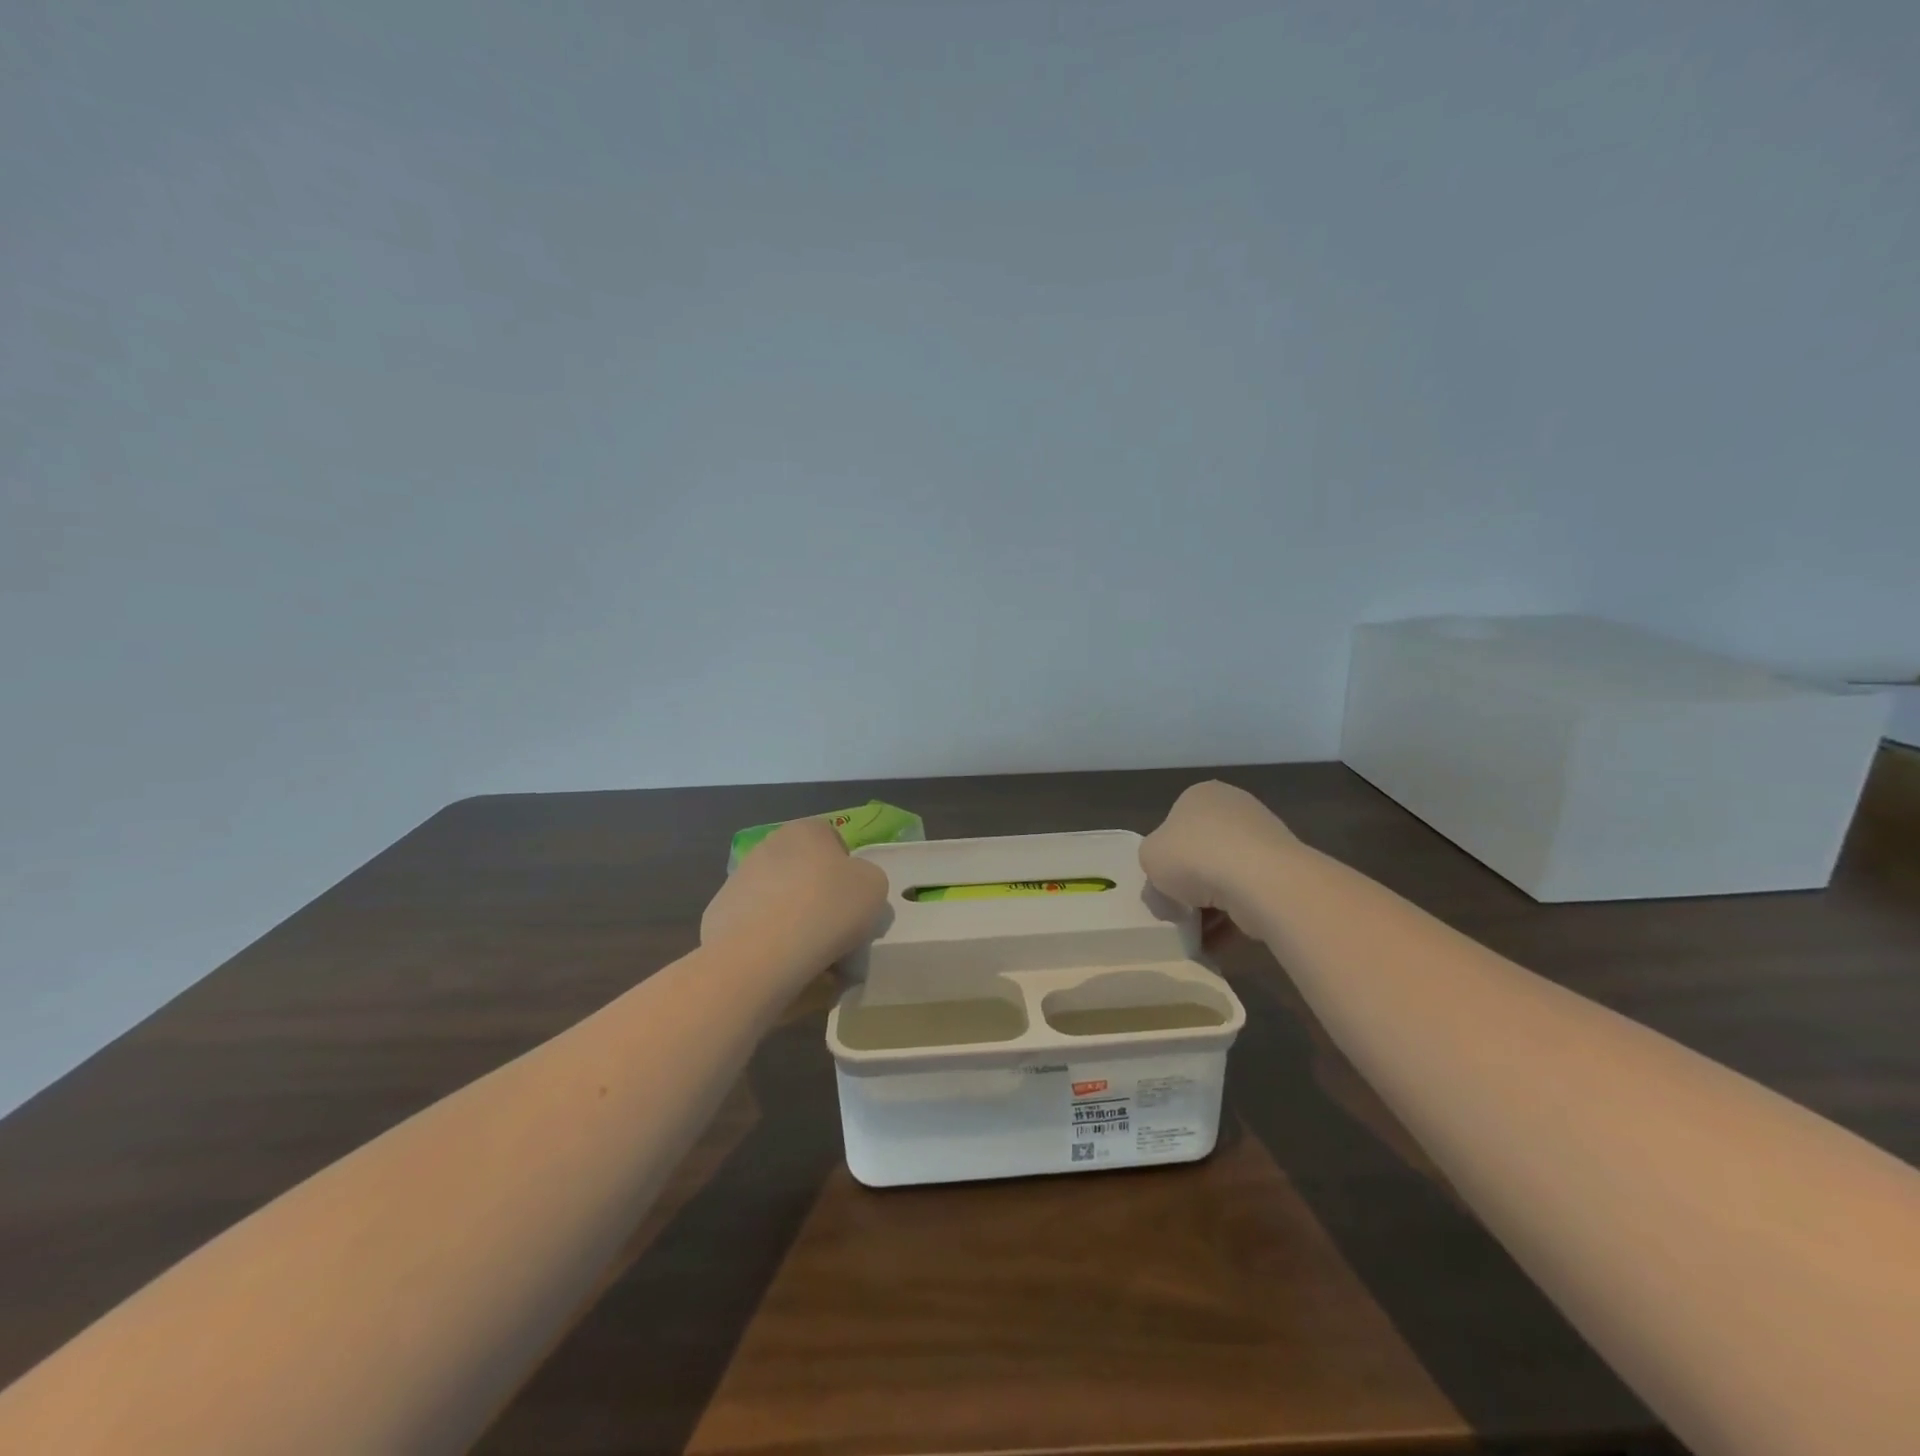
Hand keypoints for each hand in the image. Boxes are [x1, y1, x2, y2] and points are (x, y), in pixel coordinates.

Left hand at [701, 817, 888, 966]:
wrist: (761, 954)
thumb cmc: (827, 909)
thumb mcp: (874, 886)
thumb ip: (866, 878)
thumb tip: (851, 887)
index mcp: (806, 830)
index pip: (831, 839)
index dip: (846, 869)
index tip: (852, 900)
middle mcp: (768, 845)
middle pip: (802, 868)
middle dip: (815, 892)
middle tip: (833, 927)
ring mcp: (738, 879)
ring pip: (777, 896)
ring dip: (790, 916)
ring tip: (806, 952)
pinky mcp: (718, 914)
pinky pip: (754, 924)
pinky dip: (766, 939)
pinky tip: (778, 961)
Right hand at [1140, 780, 1298, 937]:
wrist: (1259, 881)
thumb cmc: (1194, 856)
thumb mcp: (1149, 859)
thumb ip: (1151, 870)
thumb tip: (1166, 892)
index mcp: (1200, 795)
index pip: (1174, 825)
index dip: (1164, 857)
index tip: (1161, 884)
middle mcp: (1235, 809)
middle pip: (1202, 853)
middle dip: (1190, 885)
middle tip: (1177, 910)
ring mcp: (1264, 840)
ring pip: (1226, 878)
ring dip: (1210, 907)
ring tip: (1197, 934)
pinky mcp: (1283, 872)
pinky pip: (1248, 898)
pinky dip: (1232, 920)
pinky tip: (1218, 942)